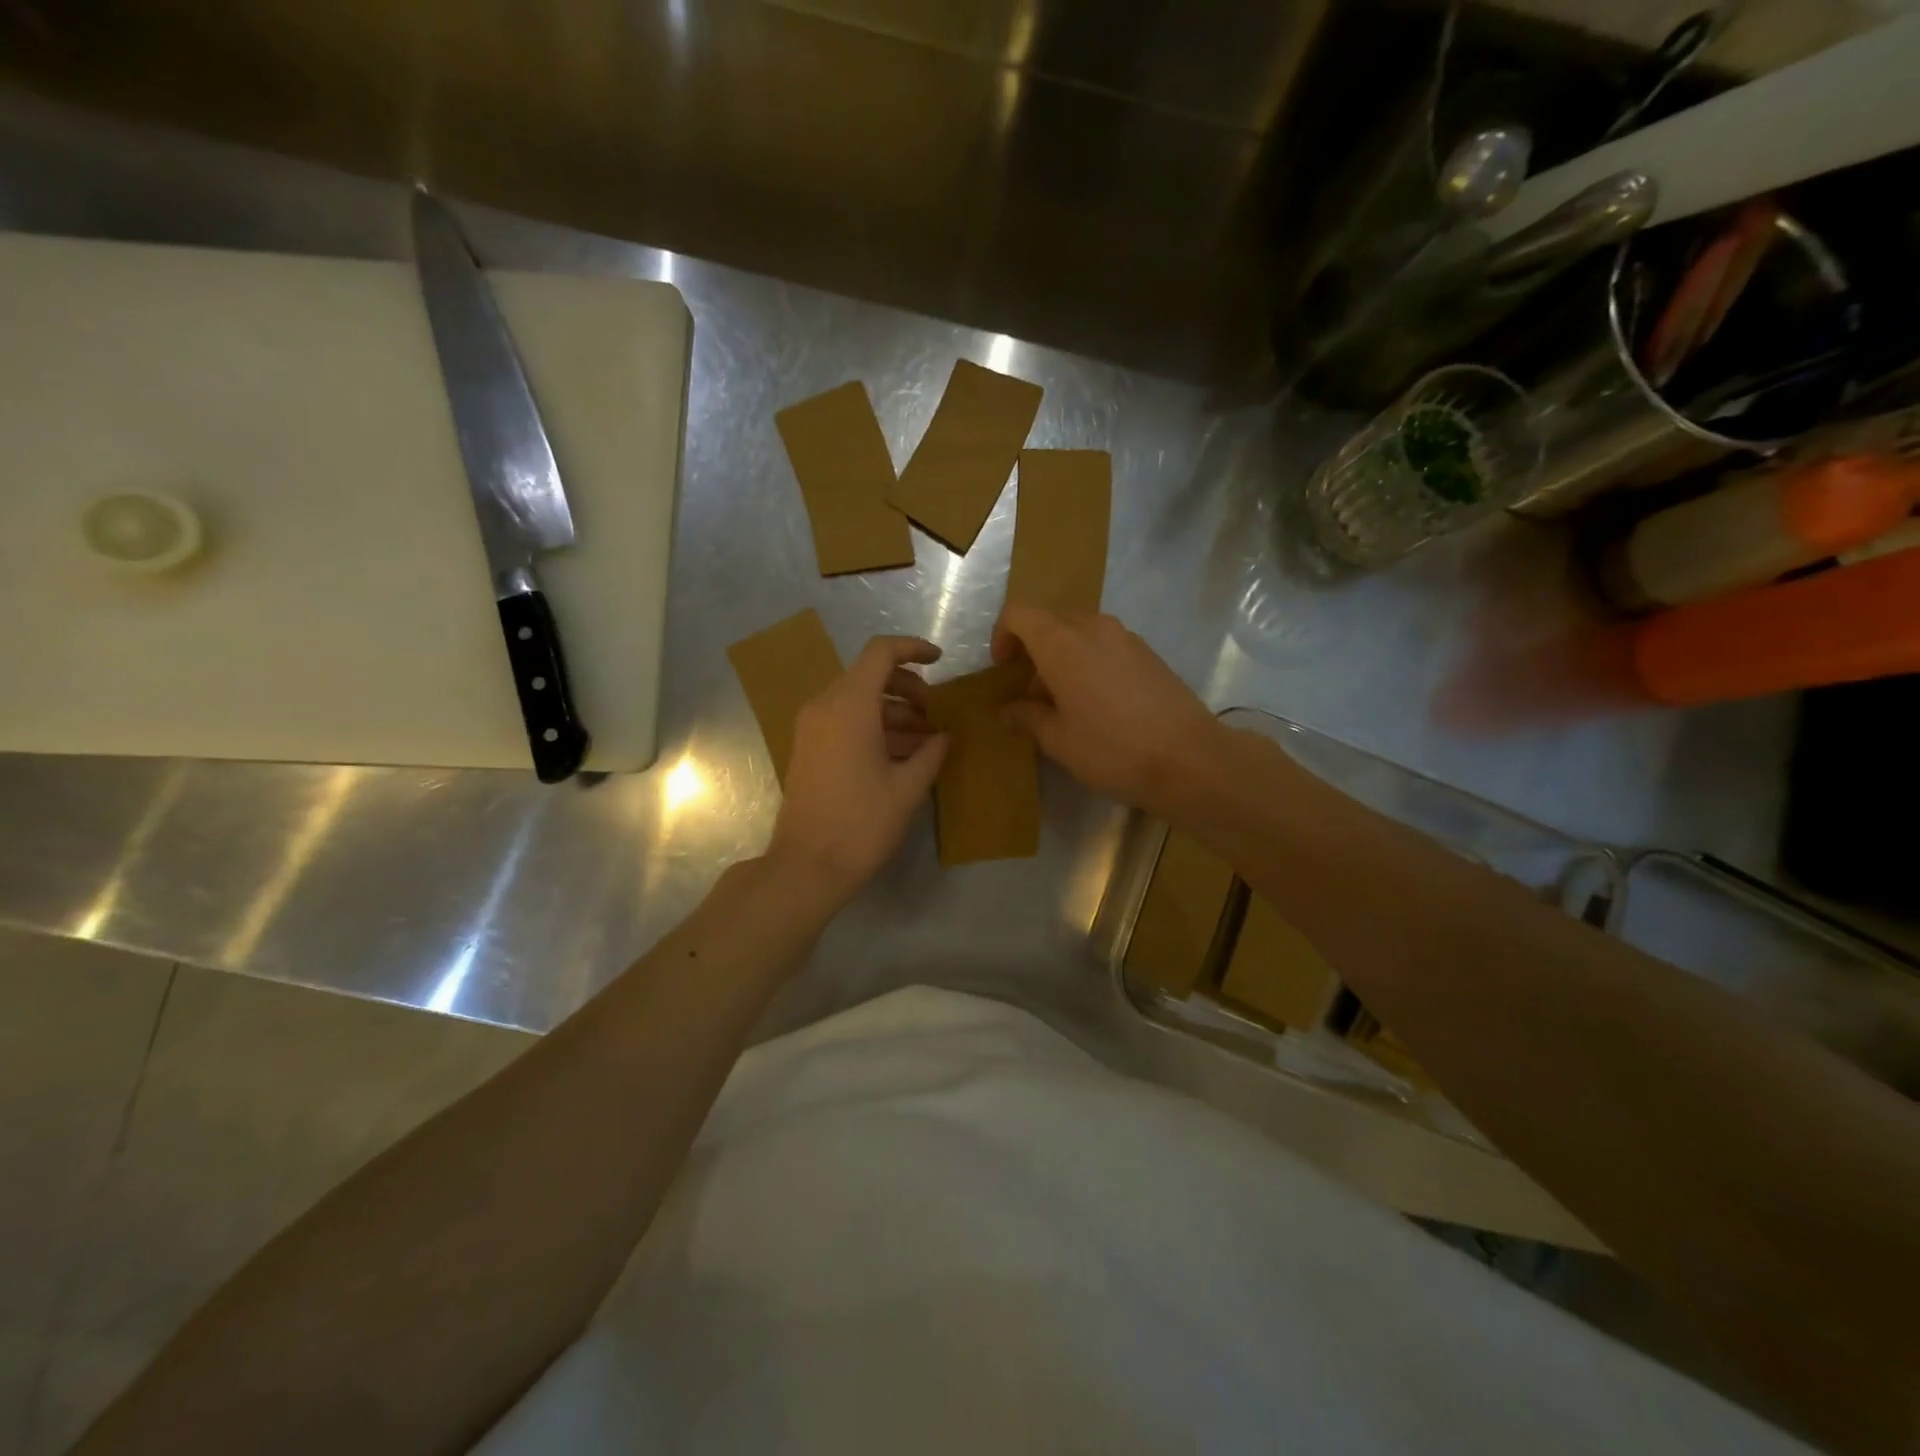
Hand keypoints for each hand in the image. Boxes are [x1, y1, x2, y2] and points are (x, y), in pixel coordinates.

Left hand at [768, 636, 949, 907]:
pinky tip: (901, 756)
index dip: (913, 649)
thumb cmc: (861, 824)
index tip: (940, 662)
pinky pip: (844, 721)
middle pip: (869, 675)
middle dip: (908, 688)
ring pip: (858, 700)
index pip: (881, 652)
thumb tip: (945, 735)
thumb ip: (931, 753)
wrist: (806, 866)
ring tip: (926, 741)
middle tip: (935, 715)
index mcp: (850, 705)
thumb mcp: (907, 788)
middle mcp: (825, 706)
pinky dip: (874, 727)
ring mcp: (812, 728)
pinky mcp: (808, 749)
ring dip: (894, 711)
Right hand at [991, 605, 1223, 818]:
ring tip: (1063, 700)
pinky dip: (1088, 661)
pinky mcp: (1148, 653)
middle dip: (1031, 648)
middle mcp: (1093, 627)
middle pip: (1049, 620)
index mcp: (1063, 642)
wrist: (1191, 759)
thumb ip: (1027, 718)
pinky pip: (1105, 644)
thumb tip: (1007, 710)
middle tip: (1029, 690)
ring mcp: (1125, 637)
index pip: (1018, 613)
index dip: (1002, 635)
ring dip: (1061, 655)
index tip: (1003, 670)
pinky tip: (1097, 703)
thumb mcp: (1059, 740)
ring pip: (1079, 631)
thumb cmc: (1113, 749)